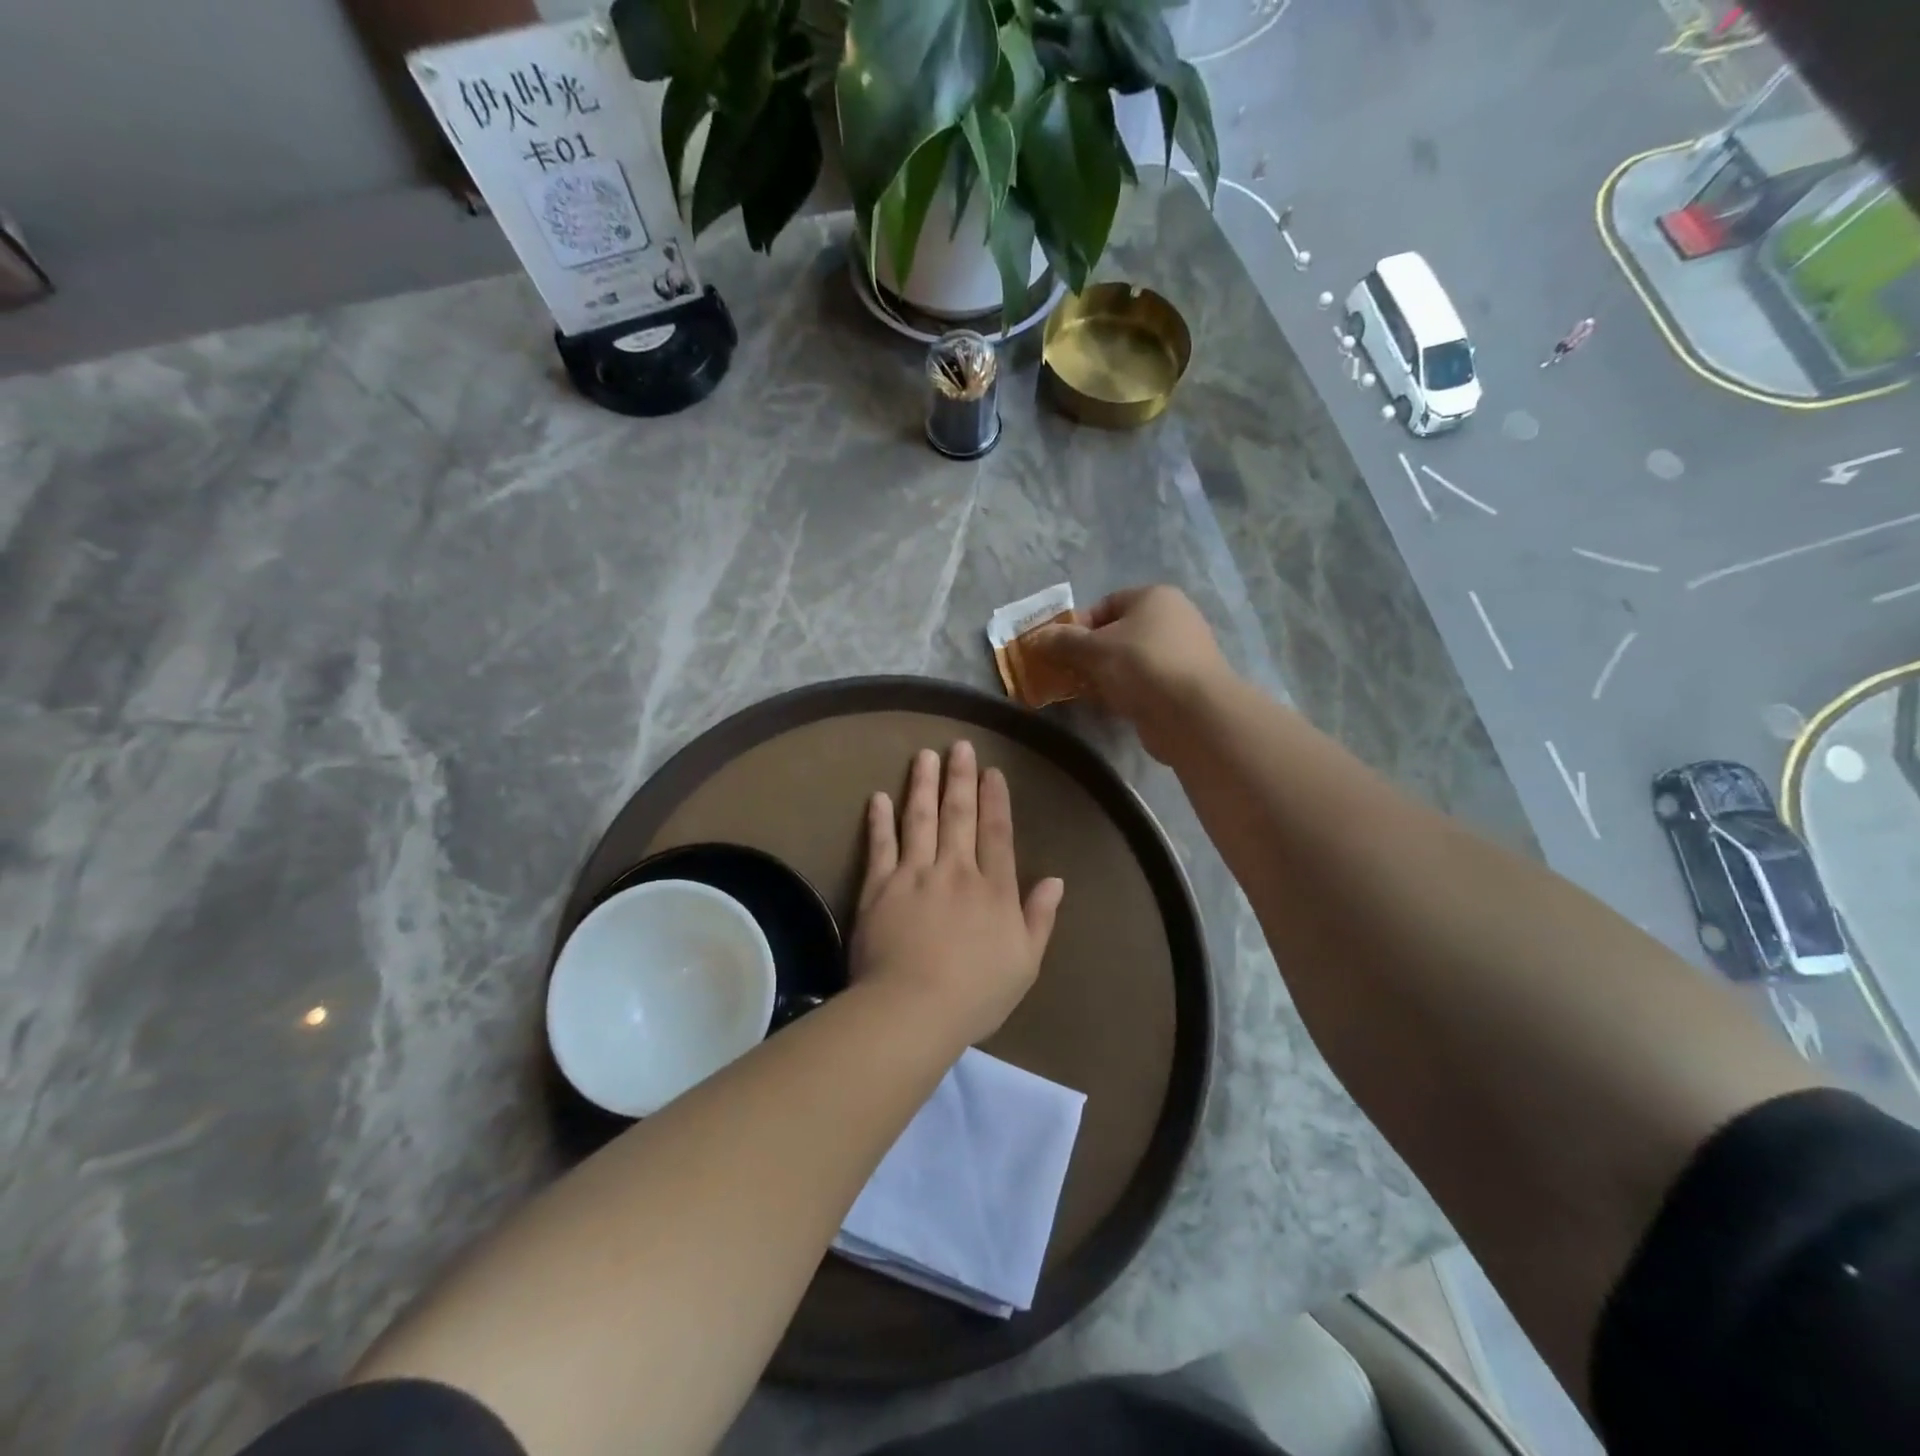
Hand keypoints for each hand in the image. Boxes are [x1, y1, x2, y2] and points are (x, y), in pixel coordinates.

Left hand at [851, 742, 1063, 1047]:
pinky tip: (879, 797)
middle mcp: (955, 871)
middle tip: (959, 746)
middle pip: (959, 816)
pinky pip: (880, 845)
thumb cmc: (976, 993)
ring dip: (923, 785)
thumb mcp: (1025, 963)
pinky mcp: (879, 887)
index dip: (995, 800)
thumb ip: (1039, 918)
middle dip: (960, 778)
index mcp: (993, 889)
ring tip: (924, 756)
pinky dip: (880, 820)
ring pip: (920, 819)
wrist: (913, 1008)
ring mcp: (914, 875)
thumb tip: (1056, 879)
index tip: (992, 771)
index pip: (997, 833)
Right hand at [1026, 586, 1233, 762]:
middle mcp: (1172, 620)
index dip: (1078, 625)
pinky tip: (1105, 707)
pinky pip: (1142, 684)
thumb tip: (1036, 638)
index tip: (1058, 648)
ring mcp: (1180, 655)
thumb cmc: (1142, 665)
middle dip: (1087, 654)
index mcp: (1155, 598)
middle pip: (1117, 634)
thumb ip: (1062, 641)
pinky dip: (1122, 693)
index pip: (1106, 604)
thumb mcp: (1094, 649)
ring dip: (1102, 676)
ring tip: (1080, 692)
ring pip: (1128, 662)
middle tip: (1064, 672)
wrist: (1192, 713)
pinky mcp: (1181, 687)